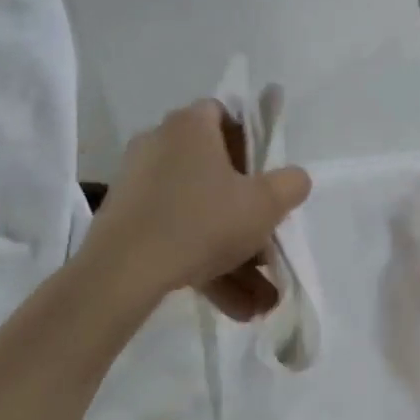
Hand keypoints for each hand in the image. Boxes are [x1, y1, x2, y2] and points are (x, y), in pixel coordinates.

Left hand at [85, 98, 311, 318]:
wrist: (125, 269)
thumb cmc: (202, 222)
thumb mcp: (264, 205)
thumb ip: (290, 184)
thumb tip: (294, 179)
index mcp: (190, 126)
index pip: (222, 114)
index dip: (249, 142)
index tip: (263, 177)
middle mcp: (159, 144)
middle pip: (212, 171)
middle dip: (245, 215)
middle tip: (266, 245)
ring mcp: (138, 183)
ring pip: (197, 215)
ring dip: (231, 255)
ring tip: (258, 300)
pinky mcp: (126, 219)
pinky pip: (174, 235)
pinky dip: (203, 264)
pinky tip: (231, 305)